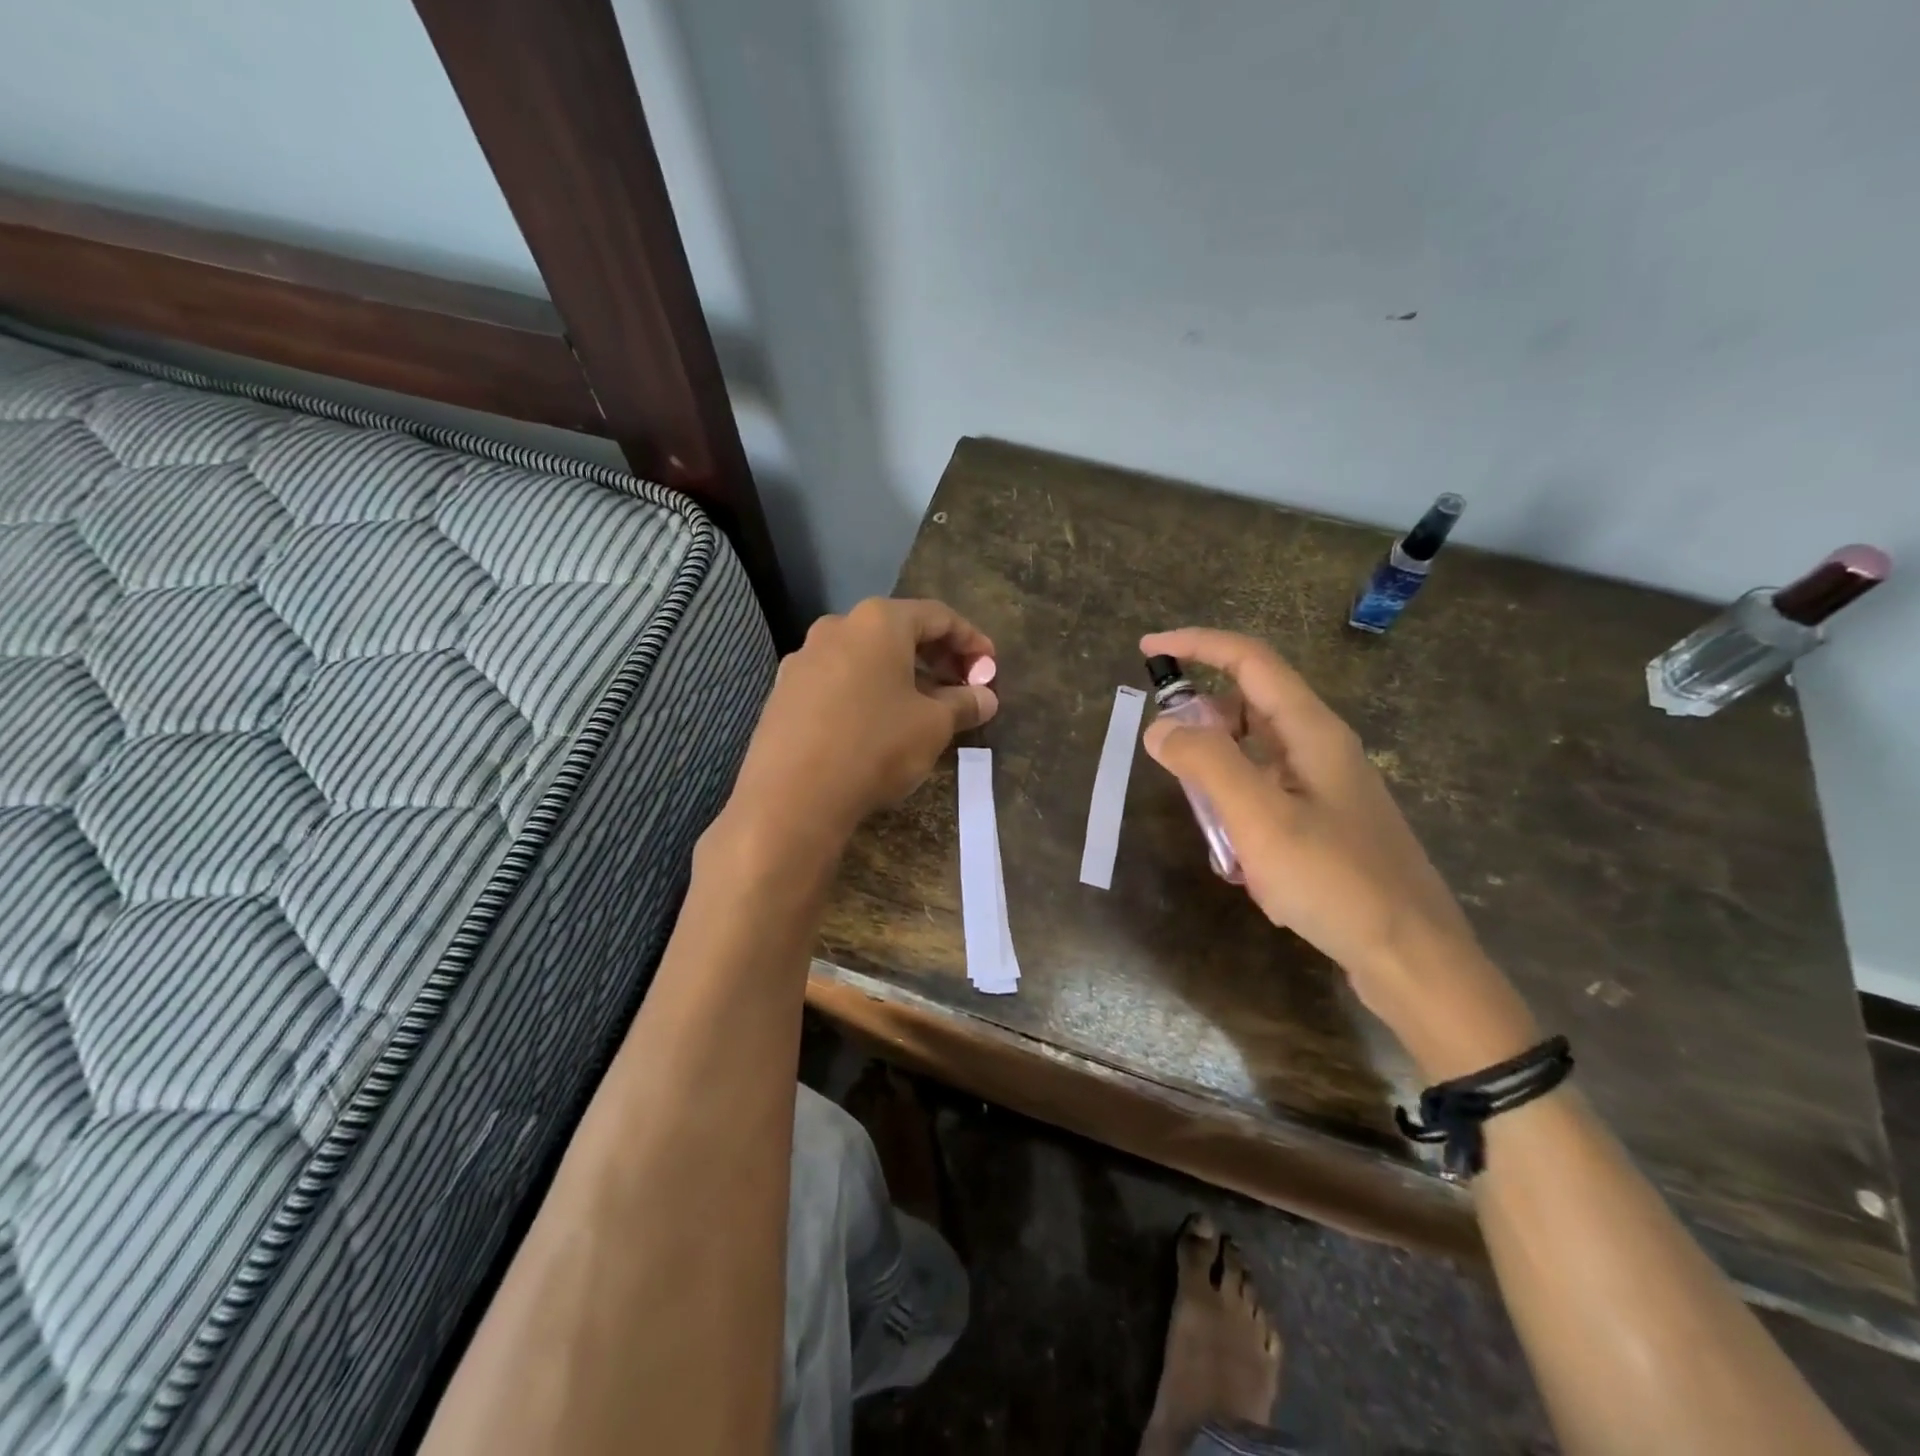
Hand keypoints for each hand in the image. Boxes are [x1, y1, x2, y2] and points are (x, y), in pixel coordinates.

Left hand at [729, 599, 997, 847]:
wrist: (790, 797)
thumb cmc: (875, 746)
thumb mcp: (933, 726)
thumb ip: (964, 704)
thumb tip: (986, 698)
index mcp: (878, 621)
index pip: (938, 616)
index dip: (971, 641)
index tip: (991, 668)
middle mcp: (837, 627)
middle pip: (899, 632)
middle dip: (937, 658)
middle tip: (962, 688)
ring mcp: (804, 658)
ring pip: (866, 657)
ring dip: (901, 676)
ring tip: (923, 709)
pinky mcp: (784, 692)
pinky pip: (838, 680)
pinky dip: (867, 692)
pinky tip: (878, 723)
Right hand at [1140, 627, 1491, 1029]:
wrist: (1412, 958)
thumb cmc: (1335, 880)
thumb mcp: (1259, 818)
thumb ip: (1205, 763)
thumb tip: (1160, 726)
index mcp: (1312, 731)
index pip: (1250, 661)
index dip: (1197, 645)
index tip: (1148, 649)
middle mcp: (1322, 748)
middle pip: (1250, 706)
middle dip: (1202, 722)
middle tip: (1167, 757)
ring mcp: (1327, 788)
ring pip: (1255, 756)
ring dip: (1219, 776)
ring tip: (1206, 823)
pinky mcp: (1326, 823)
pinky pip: (1267, 796)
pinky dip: (1239, 811)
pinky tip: (1238, 860)